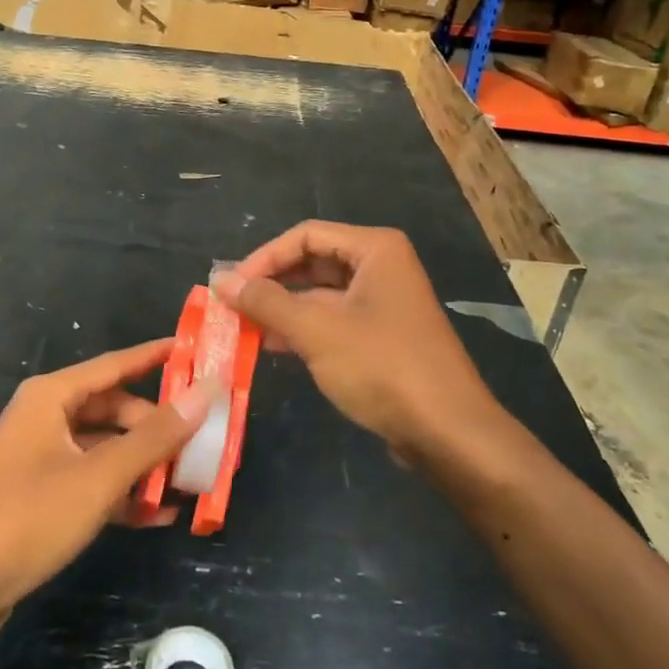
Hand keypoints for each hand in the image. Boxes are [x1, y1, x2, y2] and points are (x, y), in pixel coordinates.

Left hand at [0, 340, 219, 638]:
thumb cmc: (27, 518)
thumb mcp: (99, 476)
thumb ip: (154, 436)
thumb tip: (206, 391)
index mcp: (52, 396)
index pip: (116, 364)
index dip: (158, 356)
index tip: (199, 352)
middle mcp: (45, 417)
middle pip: (114, 410)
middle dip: (157, 427)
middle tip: (203, 440)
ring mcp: (41, 458)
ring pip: (106, 449)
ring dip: (144, 465)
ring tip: (190, 481)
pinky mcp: (41, 496)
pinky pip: (92, 482)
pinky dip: (123, 494)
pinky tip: (159, 516)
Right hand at [213, 221, 496, 454]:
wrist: (448, 432)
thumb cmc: (382, 367)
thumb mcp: (316, 330)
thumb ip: (266, 302)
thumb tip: (220, 280)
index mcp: (375, 250)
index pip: (305, 236)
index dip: (264, 257)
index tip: (230, 285)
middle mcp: (381, 267)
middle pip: (313, 262)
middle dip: (271, 283)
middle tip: (232, 306)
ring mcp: (383, 303)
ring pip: (321, 294)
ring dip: (282, 309)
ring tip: (242, 328)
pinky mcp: (382, 336)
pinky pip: (333, 320)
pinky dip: (302, 329)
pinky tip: (271, 346)